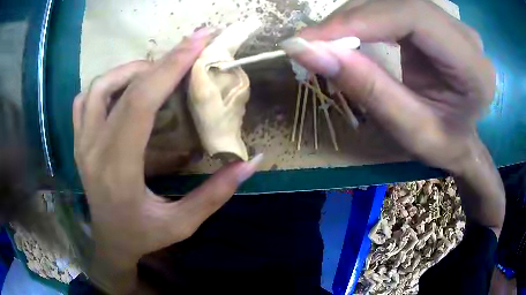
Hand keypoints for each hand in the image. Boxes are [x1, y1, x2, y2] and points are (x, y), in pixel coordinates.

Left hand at [73, 28, 261, 292]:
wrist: (109, 242)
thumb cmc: (142, 236)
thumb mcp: (182, 224)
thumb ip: (215, 194)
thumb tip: (251, 162)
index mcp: (118, 170)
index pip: (140, 104)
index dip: (170, 67)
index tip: (199, 41)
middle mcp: (93, 150)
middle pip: (123, 88)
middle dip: (162, 59)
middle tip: (191, 47)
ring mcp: (81, 143)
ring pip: (99, 86)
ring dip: (131, 70)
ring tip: (157, 72)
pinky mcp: (78, 142)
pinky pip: (84, 100)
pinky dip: (107, 84)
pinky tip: (124, 90)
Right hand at [281, 0, 503, 233]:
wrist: (461, 140)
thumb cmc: (442, 144)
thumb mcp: (408, 130)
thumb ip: (367, 88)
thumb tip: (308, 51)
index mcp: (473, 68)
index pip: (414, 17)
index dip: (361, 20)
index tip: (313, 39)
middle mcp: (466, 36)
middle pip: (400, 3)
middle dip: (351, 18)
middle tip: (312, 42)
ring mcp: (452, 25)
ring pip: (392, 1)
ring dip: (353, 17)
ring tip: (325, 42)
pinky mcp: (437, 22)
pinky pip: (393, 8)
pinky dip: (365, 19)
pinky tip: (349, 36)